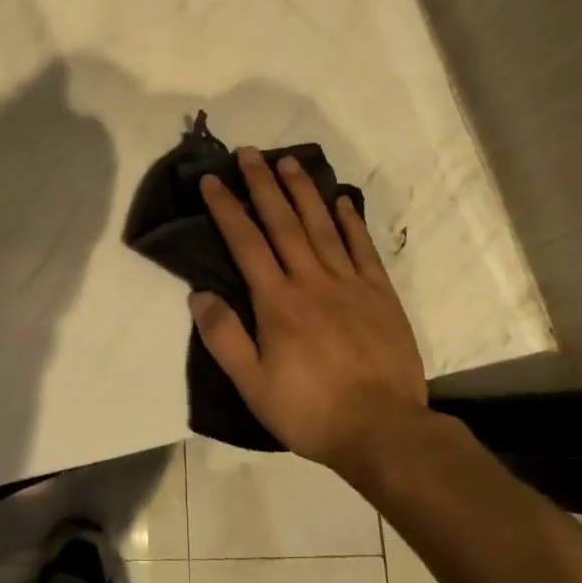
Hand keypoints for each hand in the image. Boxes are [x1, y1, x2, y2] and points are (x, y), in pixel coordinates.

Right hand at [193, 149, 427, 477]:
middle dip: (263, 184)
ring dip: (303, 191)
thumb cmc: (310, 410)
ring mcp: (349, 283)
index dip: (227, 208)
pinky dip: (351, 221)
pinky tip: (342, 200)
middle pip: (283, 222)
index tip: (212, 179)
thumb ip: (224, 337)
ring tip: (289, 161)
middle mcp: (311, 280)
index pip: (246, 243)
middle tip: (249, 152)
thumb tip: (198, 294)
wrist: (383, 430)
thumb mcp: (253, 385)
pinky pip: (362, 248)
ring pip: (322, 225)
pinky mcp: (380, 293)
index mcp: (277, 301)